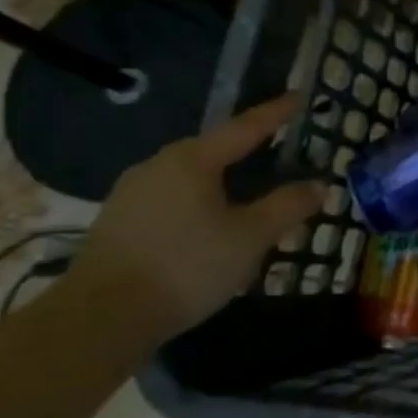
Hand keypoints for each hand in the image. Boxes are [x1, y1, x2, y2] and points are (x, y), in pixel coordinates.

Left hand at [68, 93, 324, 341]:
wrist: (99, 320)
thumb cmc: (185, 266)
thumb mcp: (251, 236)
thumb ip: (287, 206)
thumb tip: (318, 185)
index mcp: (192, 160)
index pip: (245, 127)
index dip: (276, 113)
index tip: (299, 97)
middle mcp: (158, 167)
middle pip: (214, 150)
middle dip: (250, 150)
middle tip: (281, 150)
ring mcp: (132, 195)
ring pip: (193, 178)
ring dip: (225, 181)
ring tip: (252, 193)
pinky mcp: (119, 223)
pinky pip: (173, 199)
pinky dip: (202, 202)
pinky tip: (214, 224)